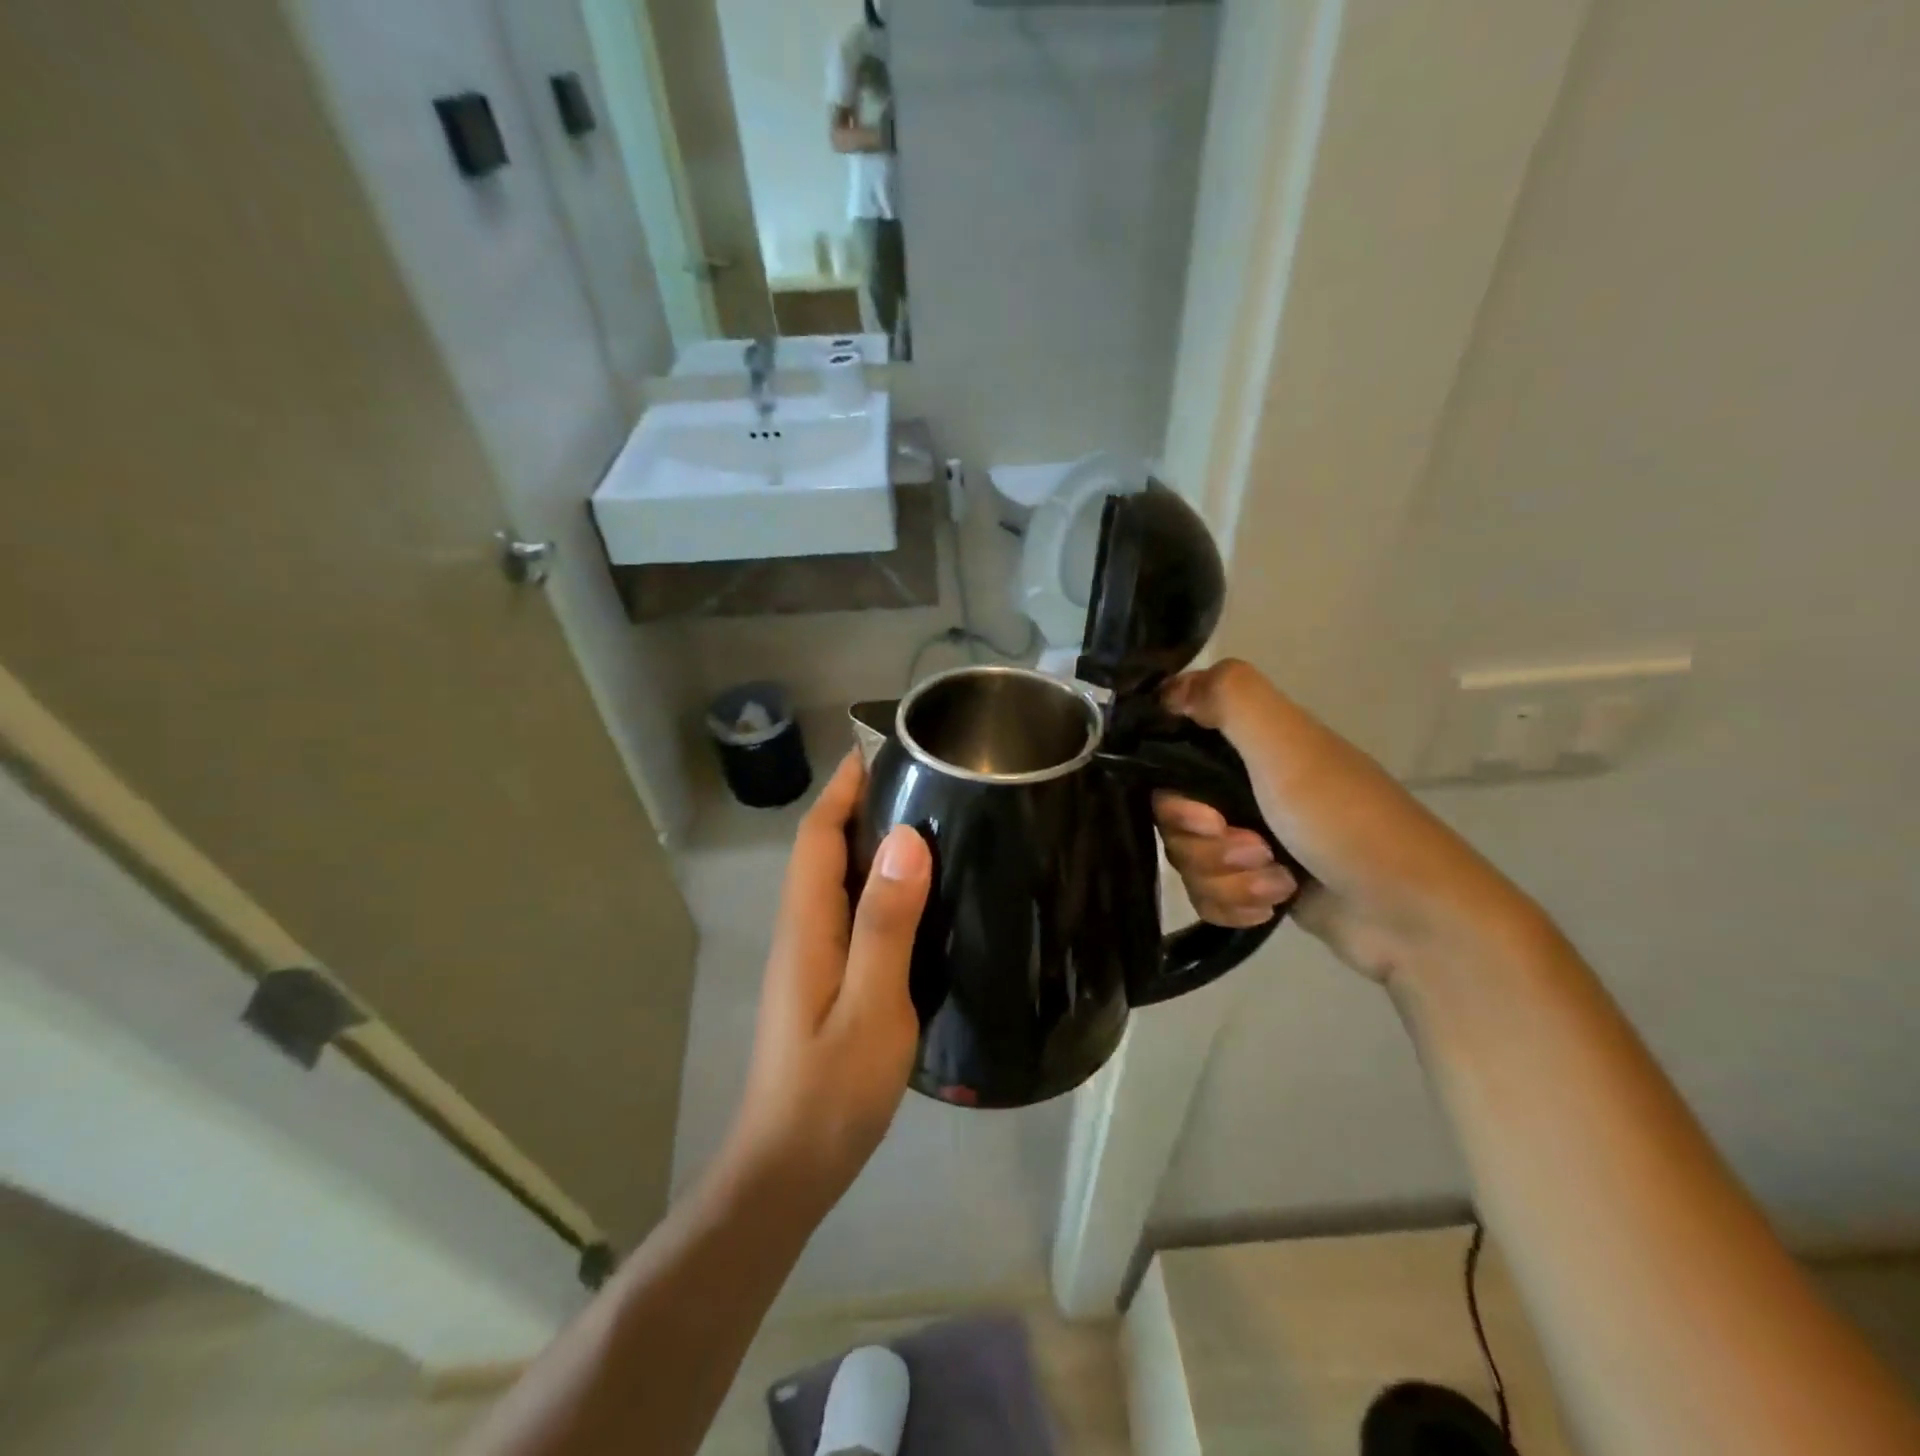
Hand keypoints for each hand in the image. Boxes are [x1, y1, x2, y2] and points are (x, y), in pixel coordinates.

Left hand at [727, 753, 931, 1207]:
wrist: (789, 1168)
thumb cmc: (832, 1091)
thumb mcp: (872, 1006)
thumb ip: (886, 924)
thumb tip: (905, 839)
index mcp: (808, 926)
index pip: (819, 836)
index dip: (843, 788)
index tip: (881, 750)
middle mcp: (803, 930)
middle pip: (825, 849)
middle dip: (861, 804)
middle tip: (924, 780)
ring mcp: (812, 957)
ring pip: (838, 879)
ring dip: (872, 842)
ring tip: (932, 821)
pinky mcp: (827, 979)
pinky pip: (852, 911)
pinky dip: (880, 885)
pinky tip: (921, 895)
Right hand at [1153, 660, 1541, 985]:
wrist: (1413, 919)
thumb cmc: (1348, 823)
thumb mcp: (1290, 748)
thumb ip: (1232, 699)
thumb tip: (1169, 688)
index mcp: (1254, 746)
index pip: (1175, 747)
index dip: (1171, 782)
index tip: (1199, 808)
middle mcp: (1247, 786)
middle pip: (1173, 813)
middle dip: (1204, 842)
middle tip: (1252, 848)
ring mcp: (1251, 838)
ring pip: (1188, 858)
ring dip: (1227, 878)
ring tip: (1278, 883)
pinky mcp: (1256, 884)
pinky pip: (1207, 894)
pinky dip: (1234, 904)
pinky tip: (1270, 907)